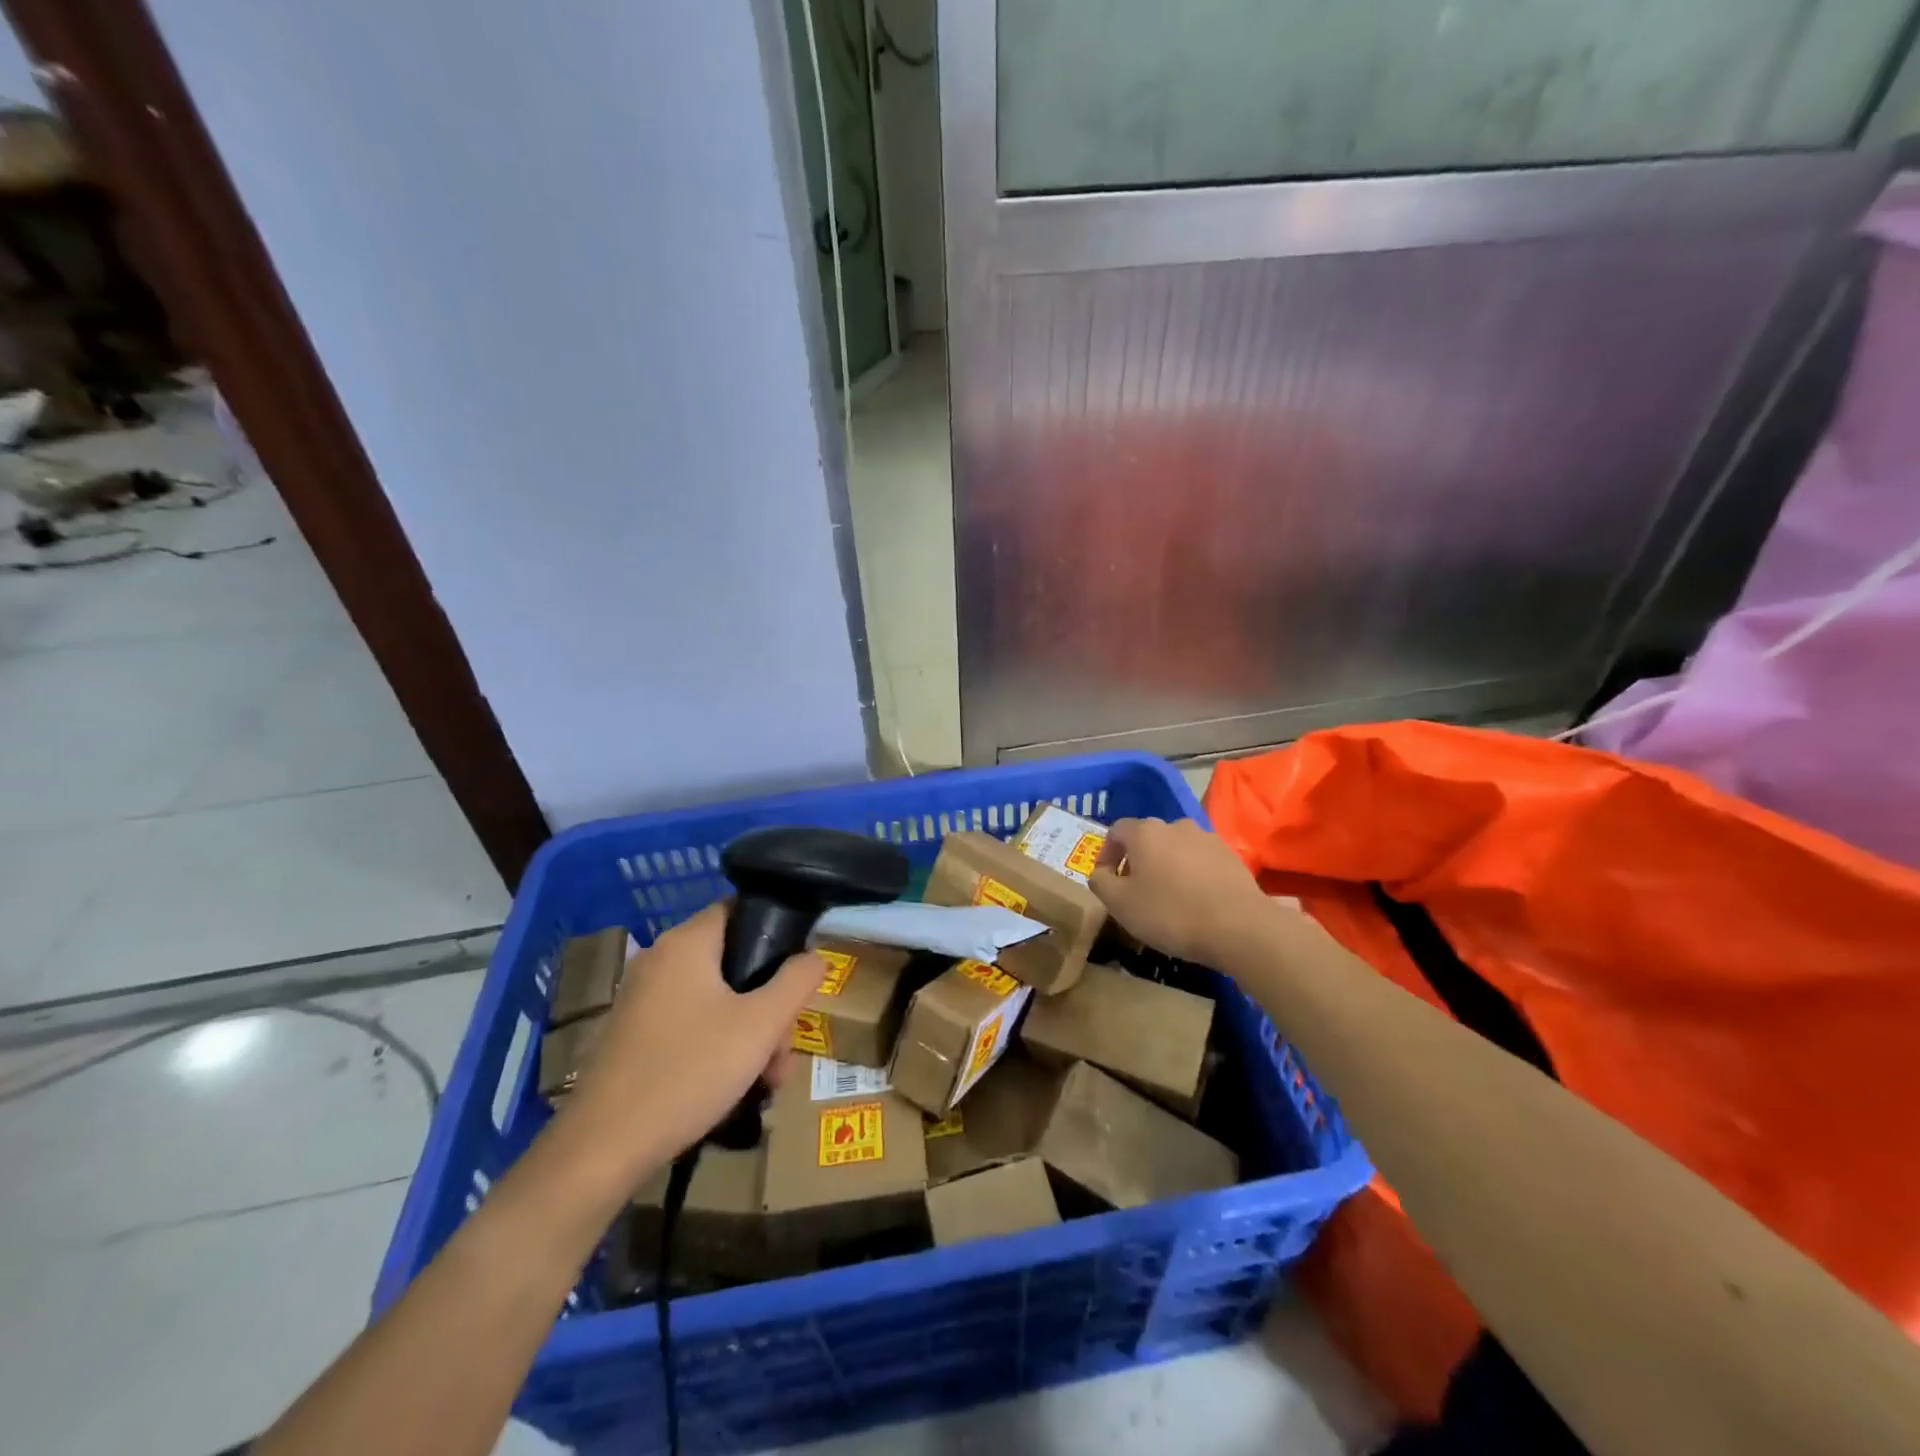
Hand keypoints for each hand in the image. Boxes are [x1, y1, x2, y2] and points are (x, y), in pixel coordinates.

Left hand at [559, 902, 821, 1175]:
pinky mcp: (635, 1035)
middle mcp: (661, 960)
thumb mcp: (761, 1025)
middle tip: (784, 1049)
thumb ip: (796, 981)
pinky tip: (738, 1088)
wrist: (603, 1150)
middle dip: (771, 1005)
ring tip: (769, 1082)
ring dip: (752, 1033)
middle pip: (735, 962)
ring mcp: (644, 999)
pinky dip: (721, 1046)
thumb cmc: (689, 1071)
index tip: (799, 971)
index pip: (740, 908)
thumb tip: (814, 956)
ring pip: (719, 999)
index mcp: (686, 943)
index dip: (777, 931)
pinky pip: (693, 1024)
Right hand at [1087, 816, 1271, 965]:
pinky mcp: (1230, 855)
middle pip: (1147, 838)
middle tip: (1135, 891)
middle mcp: (1175, 825)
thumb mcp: (1120, 904)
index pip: (1115, 831)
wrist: (1239, 927)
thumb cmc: (1170, 913)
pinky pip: (1200, 860)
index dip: (1106, 854)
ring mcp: (1206, 838)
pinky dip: (1191, 874)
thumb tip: (1100, 873)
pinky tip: (1195, 900)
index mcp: (1144, 832)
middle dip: (1137, 861)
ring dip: (1166, 866)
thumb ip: (1101, 883)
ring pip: (1175, 848)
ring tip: (1168, 897)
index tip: (1107, 880)